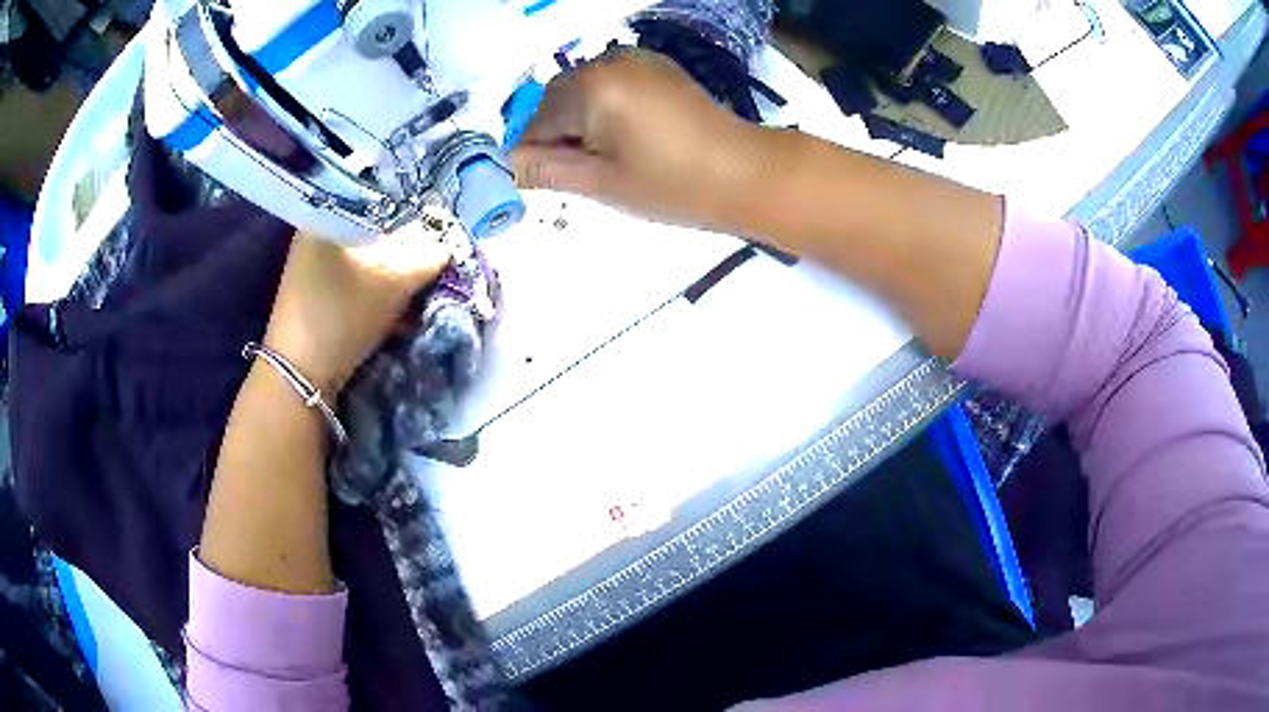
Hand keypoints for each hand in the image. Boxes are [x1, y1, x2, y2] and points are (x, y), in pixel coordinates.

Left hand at [263, 224, 450, 394]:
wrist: (301, 377)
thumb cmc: (341, 315)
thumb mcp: (394, 281)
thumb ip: (428, 256)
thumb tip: (446, 244)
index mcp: (325, 217)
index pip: (379, 202)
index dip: (411, 218)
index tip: (433, 238)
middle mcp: (314, 236)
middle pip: (372, 234)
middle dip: (403, 253)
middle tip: (426, 269)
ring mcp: (311, 268)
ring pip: (365, 260)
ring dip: (392, 277)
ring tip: (413, 295)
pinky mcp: (314, 296)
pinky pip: (354, 282)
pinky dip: (375, 292)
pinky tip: (394, 314)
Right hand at [511, 48, 763, 229]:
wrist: (745, 173)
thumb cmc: (672, 185)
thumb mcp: (601, 182)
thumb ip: (545, 169)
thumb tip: (503, 166)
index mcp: (591, 87)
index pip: (534, 120)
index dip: (535, 153)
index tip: (549, 180)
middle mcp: (609, 61)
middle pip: (556, 99)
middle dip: (559, 134)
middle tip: (589, 171)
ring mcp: (635, 59)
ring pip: (581, 91)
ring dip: (581, 121)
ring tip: (614, 156)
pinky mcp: (655, 66)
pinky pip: (609, 83)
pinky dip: (605, 108)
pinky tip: (629, 136)